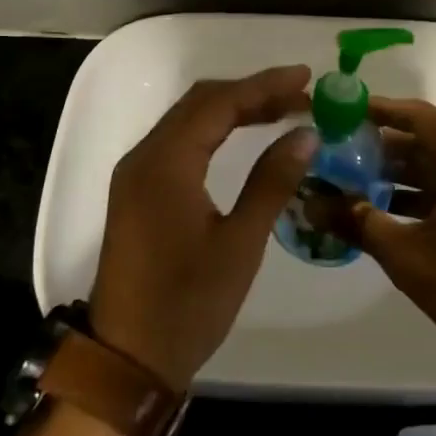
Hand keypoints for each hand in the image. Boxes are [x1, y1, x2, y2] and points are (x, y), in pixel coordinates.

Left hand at [89, 67, 314, 389]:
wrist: (128, 358)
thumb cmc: (188, 304)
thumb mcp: (240, 243)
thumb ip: (272, 181)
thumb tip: (307, 134)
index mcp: (165, 164)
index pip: (219, 103)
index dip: (264, 85)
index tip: (306, 77)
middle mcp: (144, 156)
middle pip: (200, 102)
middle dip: (251, 92)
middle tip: (300, 95)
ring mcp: (136, 173)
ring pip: (188, 120)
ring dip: (233, 109)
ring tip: (282, 110)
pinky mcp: (137, 191)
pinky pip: (178, 142)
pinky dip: (214, 130)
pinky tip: (244, 137)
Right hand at [344, 97, 435, 384]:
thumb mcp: (406, 255)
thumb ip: (357, 222)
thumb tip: (311, 205)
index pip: (419, 118)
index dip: (378, 112)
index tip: (342, 112)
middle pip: (431, 141)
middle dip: (384, 149)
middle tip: (339, 154)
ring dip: (403, 174)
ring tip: (354, 182)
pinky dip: (426, 193)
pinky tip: (389, 209)